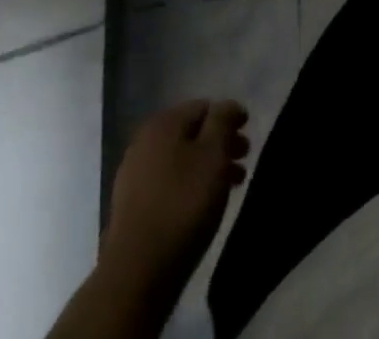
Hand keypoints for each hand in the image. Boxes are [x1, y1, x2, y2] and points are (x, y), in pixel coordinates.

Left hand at [101, 99, 250, 298]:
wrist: (137, 273)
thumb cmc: (183, 204)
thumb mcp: (214, 154)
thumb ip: (223, 120)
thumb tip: (227, 105)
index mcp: (163, 123)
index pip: (205, 107)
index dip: (229, 118)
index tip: (248, 134)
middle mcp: (144, 142)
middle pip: (192, 134)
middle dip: (220, 144)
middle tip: (243, 161)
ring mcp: (133, 175)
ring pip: (181, 160)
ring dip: (207, 167)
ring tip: (230, 186)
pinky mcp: (131, 207)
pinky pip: (168, 183)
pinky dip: (188, 185)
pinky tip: (202, 204)